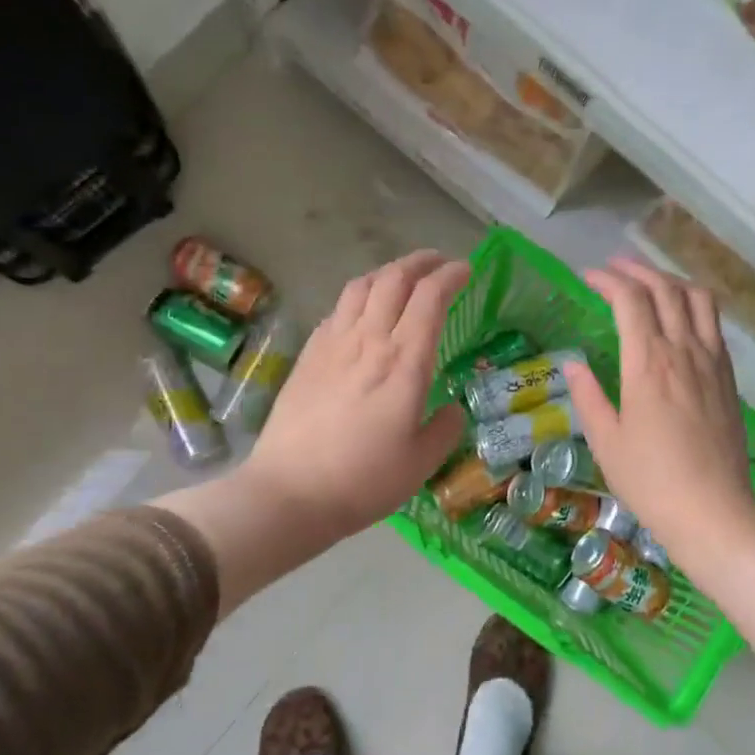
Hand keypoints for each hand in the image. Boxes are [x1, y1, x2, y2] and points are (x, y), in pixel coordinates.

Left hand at [241, 250, 466, 541]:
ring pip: (361, 286)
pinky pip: (336, 310)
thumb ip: (445, 429)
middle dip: (420, 262)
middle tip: (438, 263)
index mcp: (404, 363)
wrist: (290, 491)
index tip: (464, 270)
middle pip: (394, 279)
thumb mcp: (421, 463)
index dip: (450, 276)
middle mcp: (369, 340)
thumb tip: (452, 410)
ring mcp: (333, 344)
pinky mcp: (308, 355)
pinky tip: (361, 312)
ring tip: (401, 278)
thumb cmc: (364, 480)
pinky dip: (357, 297)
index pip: (430, 298)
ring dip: (386, 272)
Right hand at [564, 258, 754, 565]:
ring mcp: (712, 362)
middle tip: (614, 268)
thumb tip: (574, 365)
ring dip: (671, 281)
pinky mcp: (729, 378)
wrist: (712, 511)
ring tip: (650, 283)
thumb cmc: (650, 480)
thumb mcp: (606, 441)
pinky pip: (714, 325)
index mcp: (649, 363)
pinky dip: (695, 306)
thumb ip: (589, 396)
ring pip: (698, 299)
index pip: (630, 300)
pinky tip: (681, 319)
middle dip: (637, 270)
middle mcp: (684, 351)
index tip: (587, 277)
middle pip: (665, 290)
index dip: (607, 280)